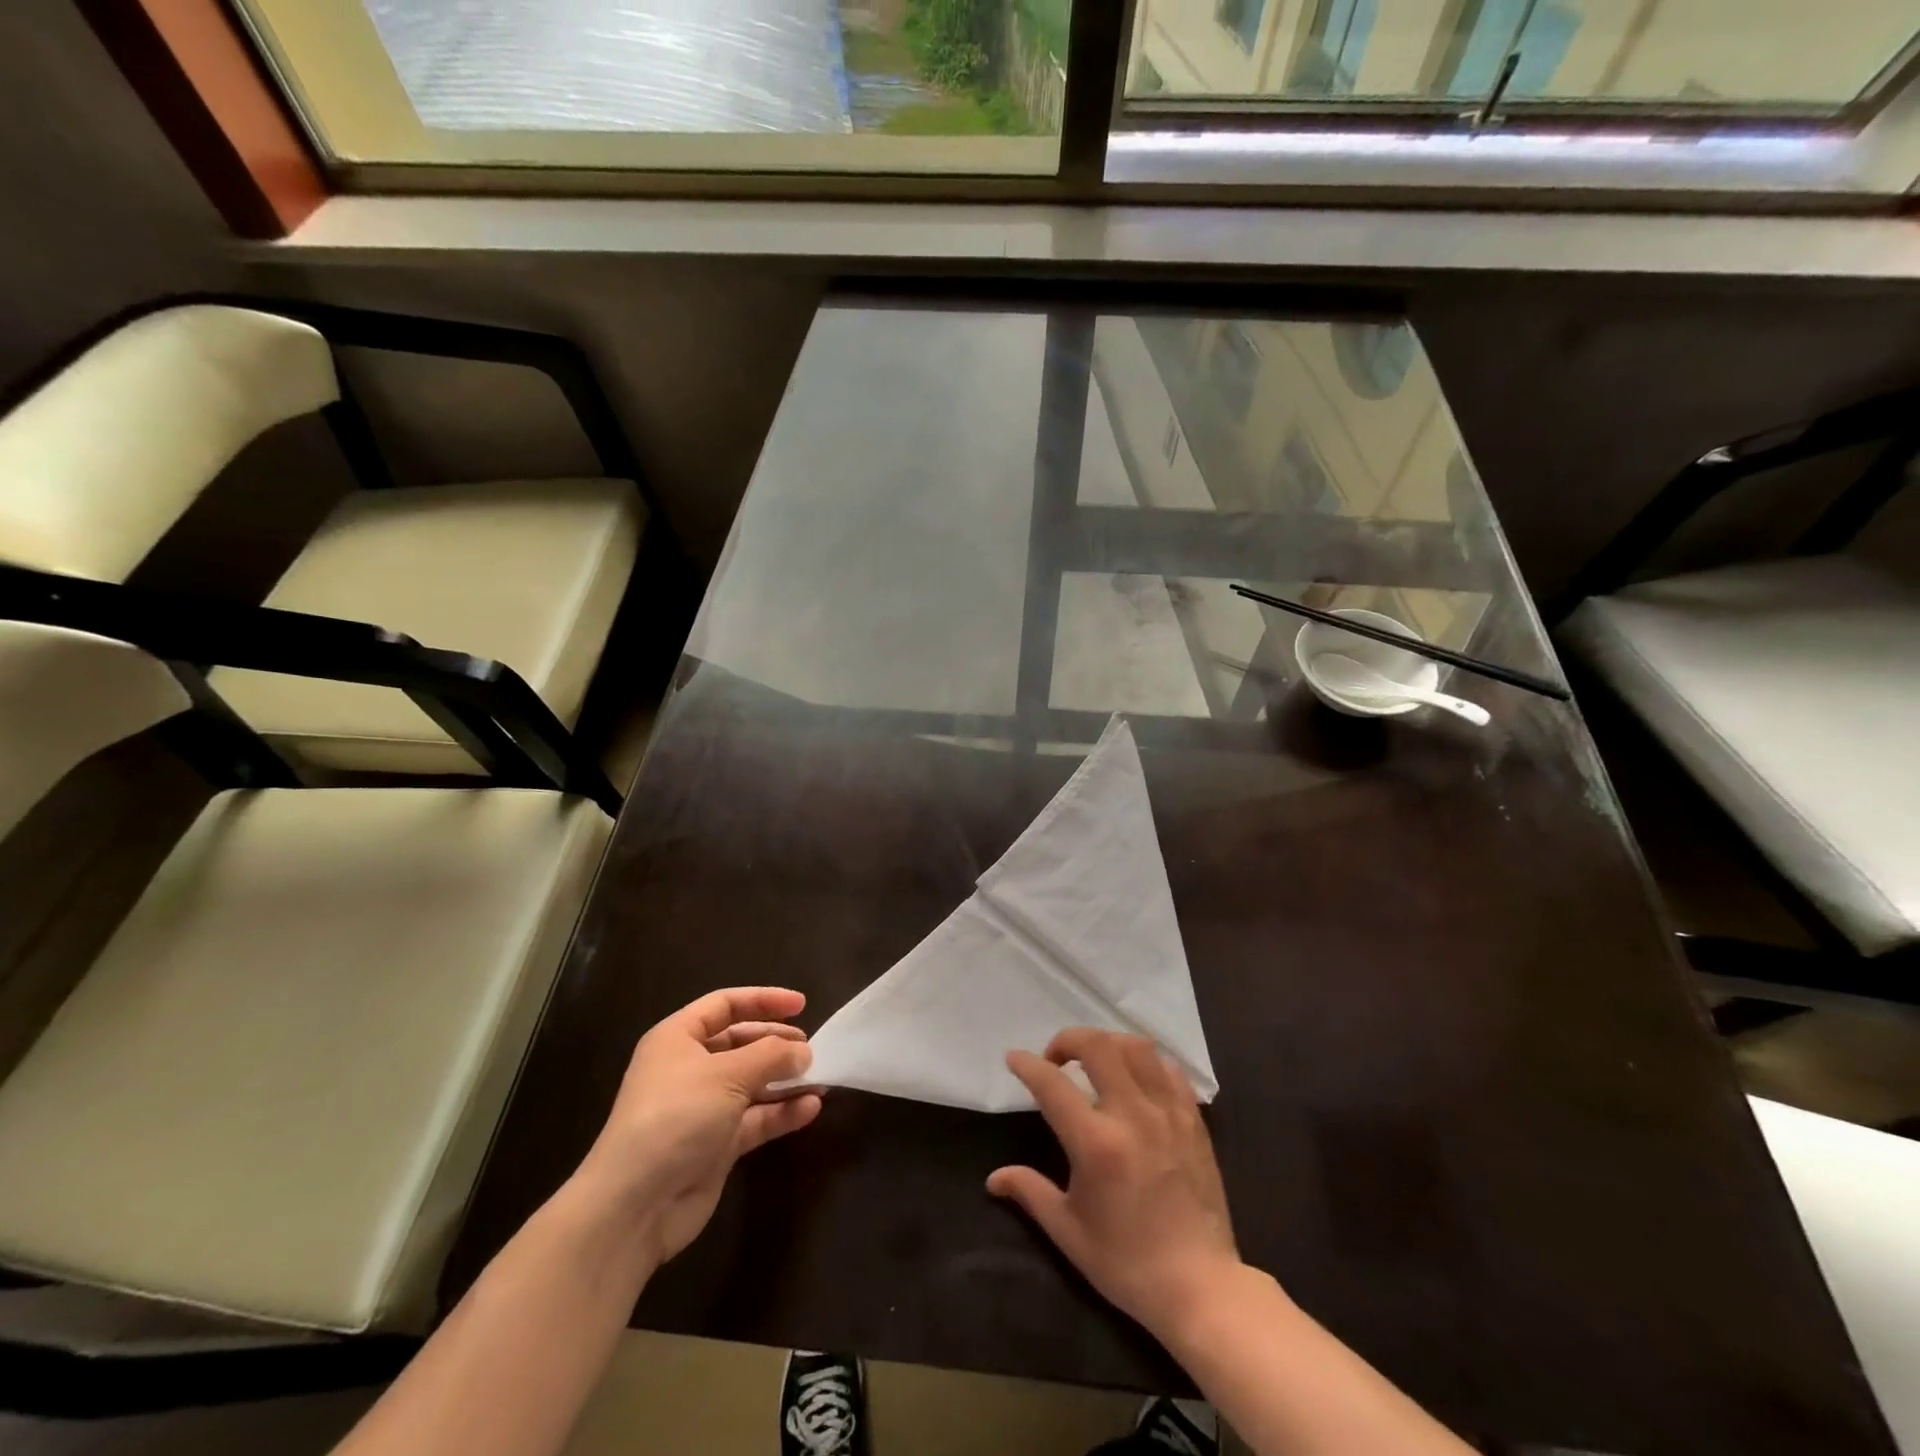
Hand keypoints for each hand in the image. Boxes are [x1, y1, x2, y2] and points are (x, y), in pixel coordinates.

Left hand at [576, 987, 820, 1267]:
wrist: (635, 1205)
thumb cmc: (677, 1116)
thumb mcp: (727, 1074)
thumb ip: (771, 1055)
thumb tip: (804, 1052)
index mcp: (678, 1039)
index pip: (725, 1005)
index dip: (763, 1000)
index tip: (802, 1005)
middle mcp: (689, 1068)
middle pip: (740, 1044)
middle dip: (776, 1044)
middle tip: (811, 1048)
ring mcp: (703, 1109)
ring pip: (752, 1083)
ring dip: (785, 1080)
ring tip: (820, 1078)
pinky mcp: (716, 1145)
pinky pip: (755, 1119)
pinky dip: (781, 1112)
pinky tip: (810, 1108)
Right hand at [987, 1028, 1241, 1340]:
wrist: (1201, 1288)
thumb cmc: (1128, 1264)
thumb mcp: (1069, 1233)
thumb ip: (1030, 1193)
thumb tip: (994, 1178)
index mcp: (1097, 1144)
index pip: (1052, 1084)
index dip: (1027, 1065)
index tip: (1014, 1059)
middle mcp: (1133, 1116)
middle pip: (1097, 1046)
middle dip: (1068, 1040)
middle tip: (1055, 1059)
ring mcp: (1168, 1114)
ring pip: (1136, 1047)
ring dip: (1107, 1044)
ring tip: (1094, 1061)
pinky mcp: (1193, 1121)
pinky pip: (1169, 1070)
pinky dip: (1145, 1063)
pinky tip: (1134, 1079)